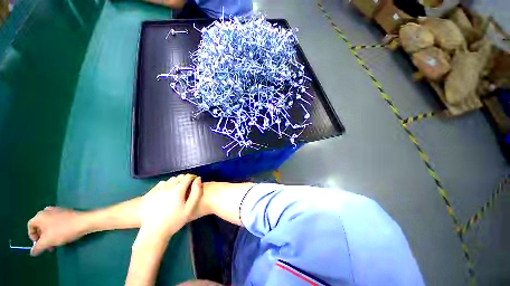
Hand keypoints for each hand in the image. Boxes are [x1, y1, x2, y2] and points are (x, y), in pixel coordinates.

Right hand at [27, 207, 86, 255]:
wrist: (84, 222)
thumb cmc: (63, 231)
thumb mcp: (47, 241)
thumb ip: (38, 247)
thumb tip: (32, 252)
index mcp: (40, 215)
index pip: (30, 226)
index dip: (33, 236)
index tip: (39, 244)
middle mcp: (47, 211)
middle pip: (40, 226)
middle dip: (43, 238)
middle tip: (49, 247)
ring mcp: (57, 210)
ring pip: (49, 225)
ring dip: (50, 236)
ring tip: (56, 244)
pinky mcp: (66, 212)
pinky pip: (57, 223)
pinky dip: (57, 230)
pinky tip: (63, 236)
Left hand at [137, 174, 202, 242]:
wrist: (154, 232)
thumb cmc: (175, 221)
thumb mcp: (189, 208)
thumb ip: (196, 192)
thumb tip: (198, 179)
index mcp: (178, 189)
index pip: (188, 177)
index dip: (193, 178)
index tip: (194, 182)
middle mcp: (167, 187)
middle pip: (179, 177)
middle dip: (184, 180)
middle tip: (187, 188)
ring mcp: (157, 190)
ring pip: (169, 180)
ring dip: (175, 182)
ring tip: (176, 191)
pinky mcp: (149, 194)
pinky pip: (160, 184)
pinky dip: (165, 185)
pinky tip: (166, 193)